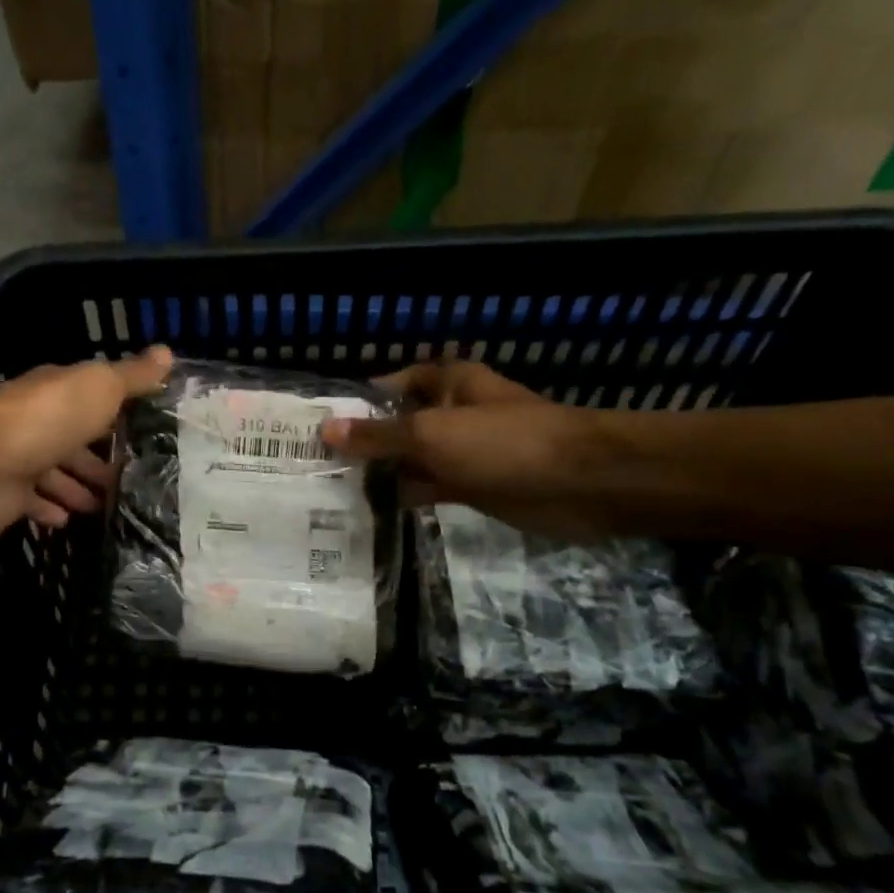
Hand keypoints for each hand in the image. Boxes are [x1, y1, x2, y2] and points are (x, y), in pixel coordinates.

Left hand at [0, 346, 172, 539]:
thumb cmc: (47, 418)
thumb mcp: (99, 387)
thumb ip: (132, 376)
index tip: (149, 431)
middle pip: (74, 443)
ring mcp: (20, 462)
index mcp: (59, 394)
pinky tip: (71, 521)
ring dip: (79, 488)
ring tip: (111, 506)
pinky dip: (52, 511)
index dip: (118, 414)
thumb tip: (167, 352)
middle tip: (134, 481)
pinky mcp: (8, 499)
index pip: (92, 401)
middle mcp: (38, 424)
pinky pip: (35, 506)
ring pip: (56, 476)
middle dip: (100, 460)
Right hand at [321, 358, 607, 539]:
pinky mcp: (470, 485)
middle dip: (362, 441)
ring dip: (380, 472)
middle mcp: (450, 412)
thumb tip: (325, 429)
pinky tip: (368, 509)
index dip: (357, 401)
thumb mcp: (431, 434)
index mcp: (445, 383)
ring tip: (329, 489)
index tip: (318, 424)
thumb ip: (378, 435)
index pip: (390, 386)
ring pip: (410, 459)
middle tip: (313, 463)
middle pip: (397, 424)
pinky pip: (427, 486)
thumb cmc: (503, 442)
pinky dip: (403, 495)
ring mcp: (461, 451)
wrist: (580, 484)